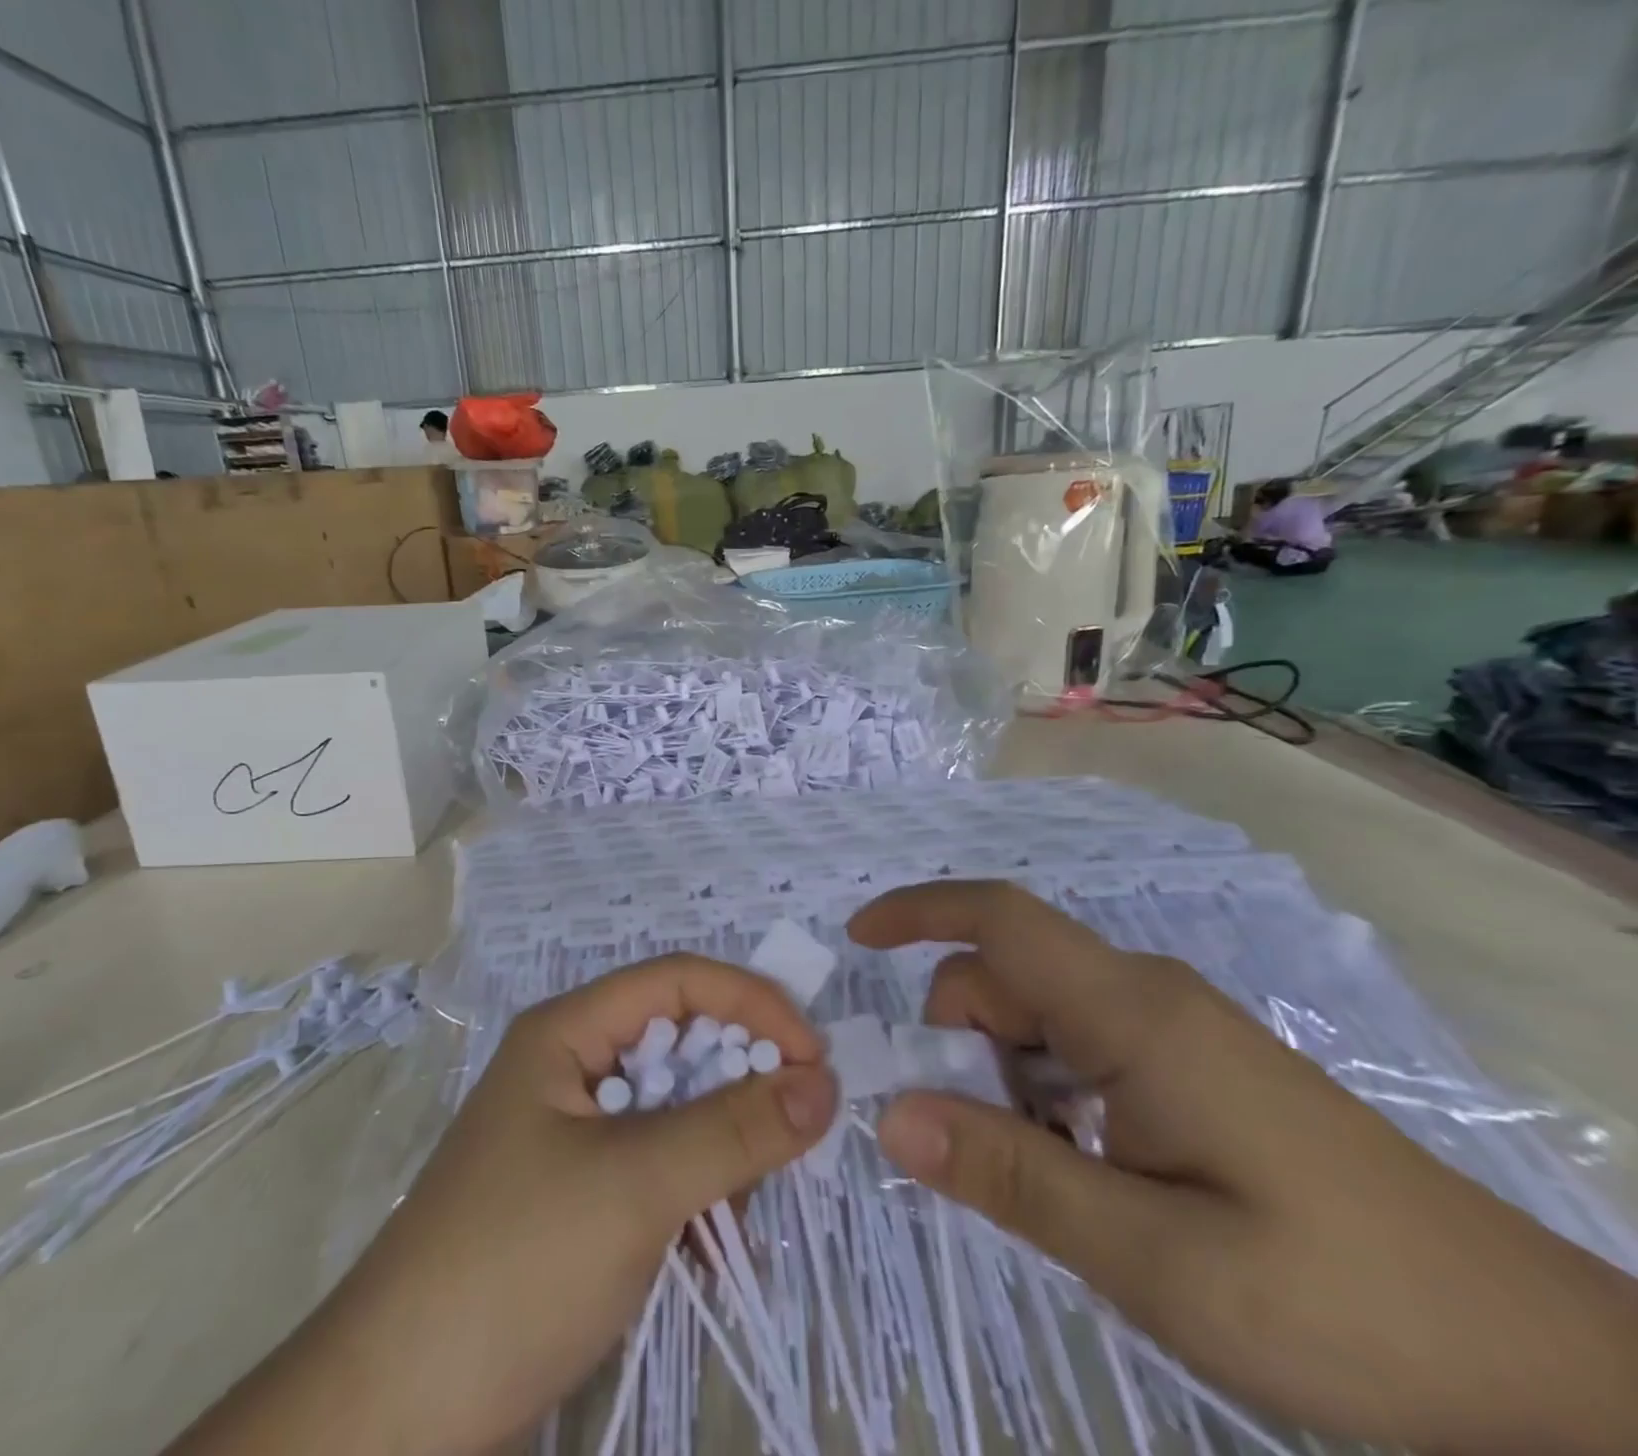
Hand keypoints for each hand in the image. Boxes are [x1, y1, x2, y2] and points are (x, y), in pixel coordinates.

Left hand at [168, 956, 836, 1455]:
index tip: (815, 1061)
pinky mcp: (578, 1190)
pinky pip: (659, 1162)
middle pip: (681, 1040)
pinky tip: (708, 1248)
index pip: (679, 980)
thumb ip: (735, 1128)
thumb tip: (826, 1081)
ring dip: (721, 1147)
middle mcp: (571, 1065)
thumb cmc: (516, 1264)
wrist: (396, 1412)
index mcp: (568, 1031)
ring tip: (736, 1215)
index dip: (752, 1003)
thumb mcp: (636, 1185)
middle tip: (792, 1139)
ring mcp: (573, 1130)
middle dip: (742, 1081)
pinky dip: (695, 1191)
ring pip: (676, 1107)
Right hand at [852, 880, 1637, 1455]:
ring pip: (1038, 1021)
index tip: (855, 939)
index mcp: (1130, 1013)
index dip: (918, 911)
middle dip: (959, 1046)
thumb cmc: (1341, 1302)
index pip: (998, 918)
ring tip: (1052, 1186)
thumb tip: (889, 1116)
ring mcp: (1172, 1029)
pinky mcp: (1190, 1065)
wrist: (1541, 1369)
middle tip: (977, 1152)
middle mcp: (1143, 997)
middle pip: (1005, 982)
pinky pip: (1080, 1052)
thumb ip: (1011, 1176)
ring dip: (1006, 1083)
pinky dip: (1047, 1098)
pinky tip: (1089, 1178)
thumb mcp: (1153, 1258)